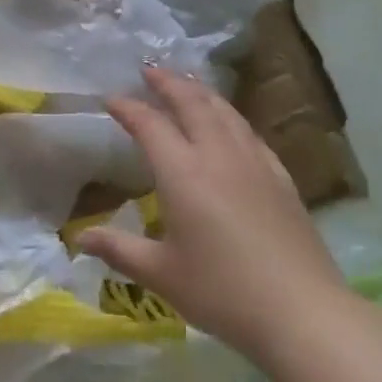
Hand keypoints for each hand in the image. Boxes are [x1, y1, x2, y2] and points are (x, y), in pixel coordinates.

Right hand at [78, 67, 349, 361]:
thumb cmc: (222, 292)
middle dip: (168, 82)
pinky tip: (230, 124)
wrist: (302, 312)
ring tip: (186, 84)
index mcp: (183, 172)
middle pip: (191, 102)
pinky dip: (229, 116)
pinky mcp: (280, 177)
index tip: (110, 99)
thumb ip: (119, 250)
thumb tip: (80, 239)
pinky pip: (249, 131)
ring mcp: (254, 162)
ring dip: (200, 92)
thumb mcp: (161, 274)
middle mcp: (217, 155)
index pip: (150, 124)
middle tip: (150, 70)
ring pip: (224, 111)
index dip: (128, 108)